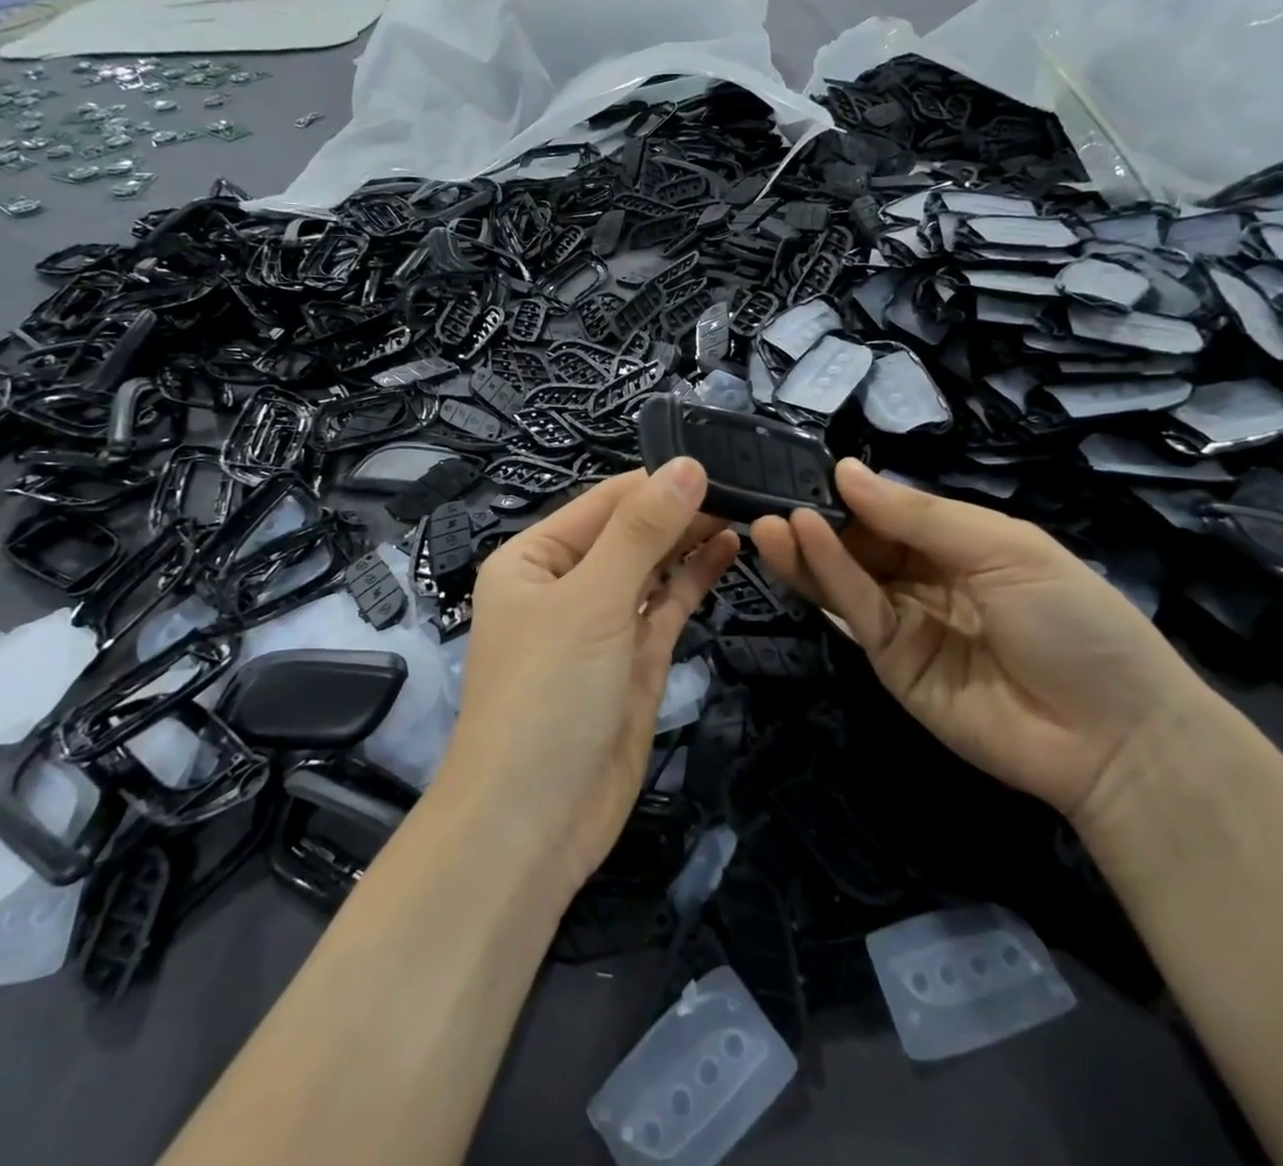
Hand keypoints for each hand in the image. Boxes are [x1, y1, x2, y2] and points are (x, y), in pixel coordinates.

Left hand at [443, 462, 740, 896]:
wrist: (534, 823)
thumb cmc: (548, 694)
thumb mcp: (592, 600)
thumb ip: (642, 532)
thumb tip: (686, 465)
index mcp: (534, 558)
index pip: (604, 502)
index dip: (658, 481)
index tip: (720, 459)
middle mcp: (566, 585)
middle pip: (630, 532)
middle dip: (680, 509)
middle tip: (747, 483)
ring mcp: (603, 625)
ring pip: (653, 568)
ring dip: (692, 539)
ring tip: (747, 508)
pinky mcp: (634, 661)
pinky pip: (666, 607)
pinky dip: (695, 578)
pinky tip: (728, 549)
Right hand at [750, 459, 1210, 822]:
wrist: (1114, 739)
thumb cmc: (1074, 620)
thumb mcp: (1004, 548)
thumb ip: (920, 514)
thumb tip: (846, 470)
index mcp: (961, 544)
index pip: (893, 511)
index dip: (854, 492)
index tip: (806, 468)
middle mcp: (926, 579)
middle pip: (861, 544)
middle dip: (819, 520)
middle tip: (769, 495)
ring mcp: (906, 622)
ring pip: (846, 578)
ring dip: (806, 548)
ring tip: (767, 520)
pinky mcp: (889, 663)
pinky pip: (856, 612)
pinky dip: (827, 576)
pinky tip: (800, 541)